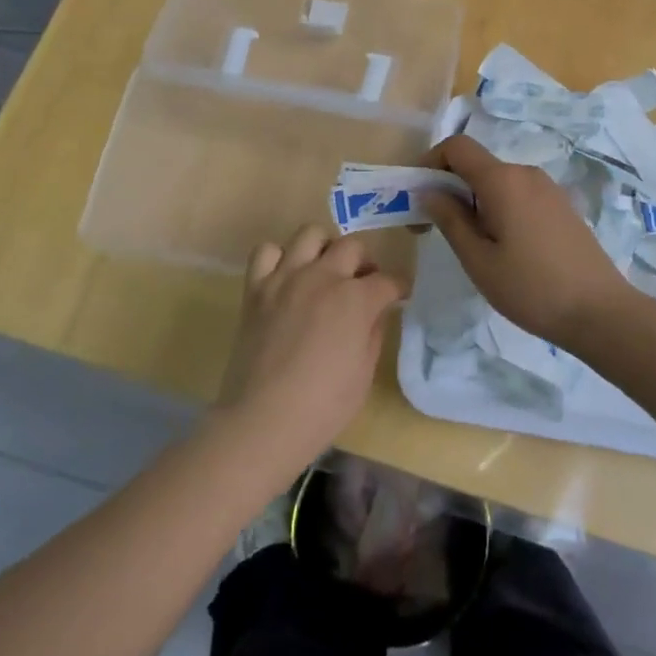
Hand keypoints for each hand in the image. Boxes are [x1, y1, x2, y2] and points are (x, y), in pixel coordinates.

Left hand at [215, 225, 399, 473]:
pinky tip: (286, 277)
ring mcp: (286, 278)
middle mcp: (323, 277)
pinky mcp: (256, 288)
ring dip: (325, 248)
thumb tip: (375, 312)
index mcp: (356, 299)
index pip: (388, 280)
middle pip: (353, 246)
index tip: (399, 295)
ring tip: (325, 270)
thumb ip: (373, 332)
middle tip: (363, 284)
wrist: (263, 421)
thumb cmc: (323, 406)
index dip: (398, 288)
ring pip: (310, 234)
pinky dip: (279, 258)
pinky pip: (266, 251)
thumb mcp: (364, 373)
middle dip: (365, 263)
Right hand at [421, 134, 634, 351]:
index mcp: (503, 180)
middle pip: (477, 165)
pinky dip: (499, 208)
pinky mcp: (562, 206)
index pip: (457, 147)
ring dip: (474, 201)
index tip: (418, 195)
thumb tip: (428, 191)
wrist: (600, 312)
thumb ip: (450, 219)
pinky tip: (503, 248)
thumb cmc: (531, 288)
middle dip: (449, 188)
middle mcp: (526, 174)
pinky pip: (519, 195)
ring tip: (471, 245)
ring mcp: (548, 189)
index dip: (430, 162)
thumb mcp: (478, 259)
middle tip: (434, 230)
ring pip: (498, 182)